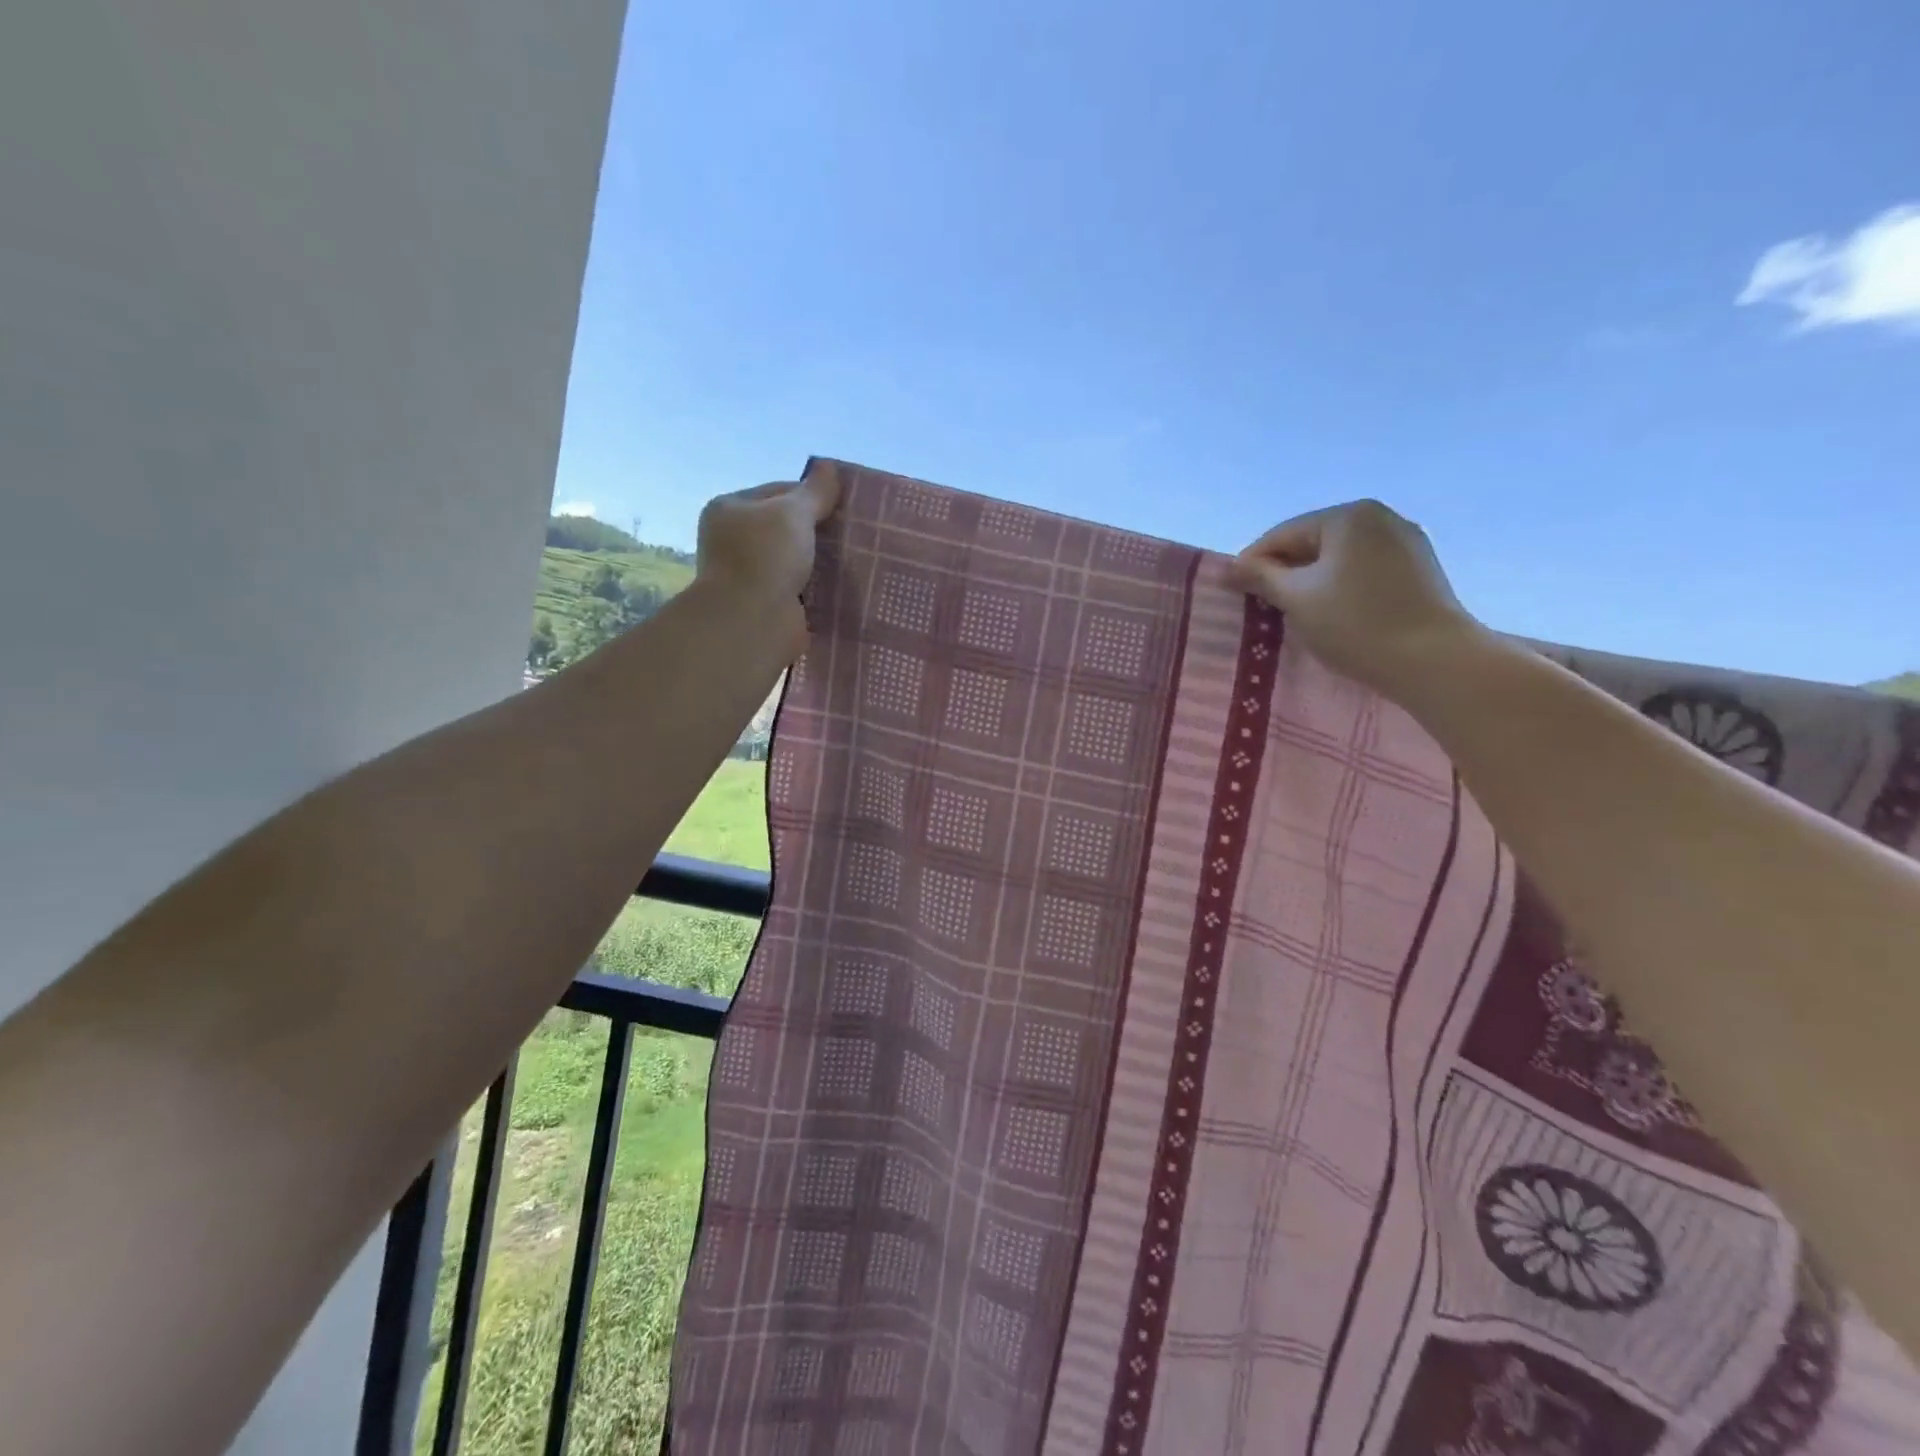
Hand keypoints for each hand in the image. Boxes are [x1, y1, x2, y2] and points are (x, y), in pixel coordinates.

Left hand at [695, 473, 842, 651]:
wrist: (752, 622)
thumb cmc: (765, 557)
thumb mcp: (792, 513)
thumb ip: (813, 492)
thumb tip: (828, 466)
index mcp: (731, 509)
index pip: (778, 492)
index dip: (811, 495)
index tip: (843, 505)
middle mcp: (735, 541)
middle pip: (786, 527)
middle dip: (818, 530)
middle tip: (853, 531)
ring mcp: (751, 575)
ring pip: (795, 560)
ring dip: (820, 560)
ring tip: (854, 557)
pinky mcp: (769, 604)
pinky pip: (800, 589)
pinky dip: (819, 588)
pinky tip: (843, 585)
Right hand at [1226, 499, 1481, 698]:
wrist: (1433, 660)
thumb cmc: (1356, 623)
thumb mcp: (1296, 599)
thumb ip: (1260, 577)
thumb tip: (1229, 567)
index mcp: (1348, 517)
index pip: (1283, 534)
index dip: (1253, 563)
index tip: (1235, 593)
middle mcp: (1380, 518)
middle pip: (1313, 542)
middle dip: (1285, 572)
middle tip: (1263, 607)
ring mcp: (1406, 543)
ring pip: (1339, 559)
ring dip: (1312, 582)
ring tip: (1296, 614)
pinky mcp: (1420, 571)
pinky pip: (1365, 572)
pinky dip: (1341, 588)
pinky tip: (1334, 615)